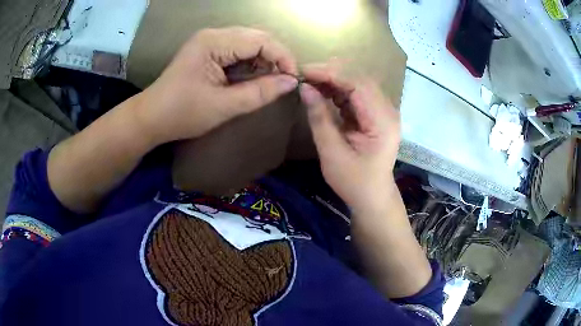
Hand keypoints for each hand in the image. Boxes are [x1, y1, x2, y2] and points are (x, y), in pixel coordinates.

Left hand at [136, 27, 298, 143]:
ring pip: (250, 42)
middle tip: (283, 81)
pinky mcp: (208, 50)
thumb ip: (259, 93)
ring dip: (263, 61)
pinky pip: (238, 50)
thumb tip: (291, 83)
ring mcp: (210, 41)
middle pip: (257, 37)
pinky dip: (250, 63)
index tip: (293, 79)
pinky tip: (252, 78)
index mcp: (213, 42)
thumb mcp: (223, 106)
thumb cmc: (181, 114)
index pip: (260, 40)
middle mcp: (213, 34)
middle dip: (275, 58)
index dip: (282, 57)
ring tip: (268, 82)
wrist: (151, 118)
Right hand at [299, 65, 400, 213]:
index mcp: (382, 121)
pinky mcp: (376, 114)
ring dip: (334, 80)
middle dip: (331, 73)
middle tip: (304, 75)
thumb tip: (304, 88)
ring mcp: (383, 111)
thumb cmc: (354, 181)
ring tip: (310, 82)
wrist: (372, 197)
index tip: (304, 71)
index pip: (358, 84)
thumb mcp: (332, 152)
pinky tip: (322, 91)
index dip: (331, 73)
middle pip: (360, 79)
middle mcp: (387, 110)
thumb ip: (319, 118)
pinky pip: (357, 94)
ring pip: (358, 83)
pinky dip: (338, 90)